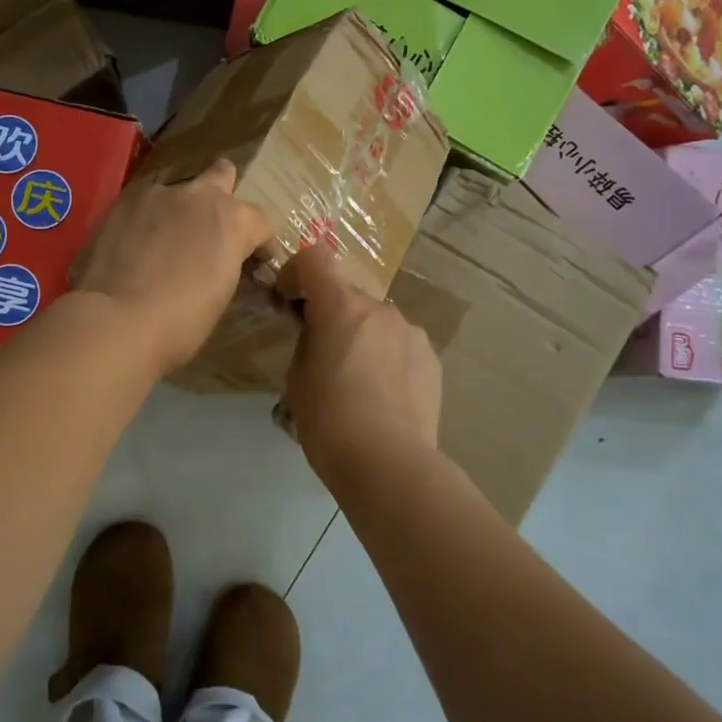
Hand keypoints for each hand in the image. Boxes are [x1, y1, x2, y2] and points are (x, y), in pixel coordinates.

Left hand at [75, 158, 276, 376]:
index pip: (259, 222)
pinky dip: (148, 221)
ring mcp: (158, 195)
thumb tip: (221, 262)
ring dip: (180, 212)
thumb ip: (227, 264)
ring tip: (167, 241)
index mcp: (233, 220)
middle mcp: (199, 196)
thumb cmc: (181, 320)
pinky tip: (138, 245)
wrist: (117, 319)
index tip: (257, 263)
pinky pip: (145, 205)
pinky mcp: (123, 202)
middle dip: (223, 195)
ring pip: (178, 192)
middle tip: (214, 227)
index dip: (261, 243)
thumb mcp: (221, 294)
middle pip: (222, 175)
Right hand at [280, 245, 441, 481]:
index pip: (315, 258)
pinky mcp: (432, 358)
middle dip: (331, 314)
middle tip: (322, 354)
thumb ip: (308, 342)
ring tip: (357, 381)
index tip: (289, 300)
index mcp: (341, 307)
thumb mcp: (298, 378)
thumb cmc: (329, 422)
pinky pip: (400, 344)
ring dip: (362, 336)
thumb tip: (319, 334)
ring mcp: (411, 332)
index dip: (296, 271)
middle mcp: (380, 309)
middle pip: (347, 294)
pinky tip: (384, 395)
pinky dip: (387, 357)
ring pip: (376, 321)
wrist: (389, 464)